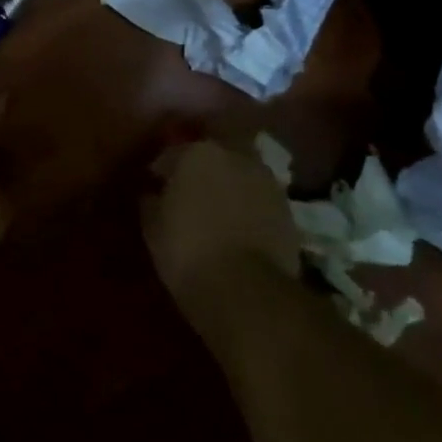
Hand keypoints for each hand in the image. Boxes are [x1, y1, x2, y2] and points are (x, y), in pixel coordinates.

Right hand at [143, 140, 298, 316]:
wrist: (246, 289)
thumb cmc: (188, 250)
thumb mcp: (153, 227)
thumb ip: (152, 202)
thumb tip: (154, 194)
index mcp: (198, 153)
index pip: (173, 152)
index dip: (162, 169)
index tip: (155, 184)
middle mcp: (236, 156)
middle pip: (216, 152)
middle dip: (204, 165)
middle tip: (191, 187)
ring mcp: (267, 181)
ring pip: (242, 172)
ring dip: (231, 182)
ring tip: (219, 205)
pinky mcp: (288, 210)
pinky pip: (260, 197)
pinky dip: (250, 204)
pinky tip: (240, 223)